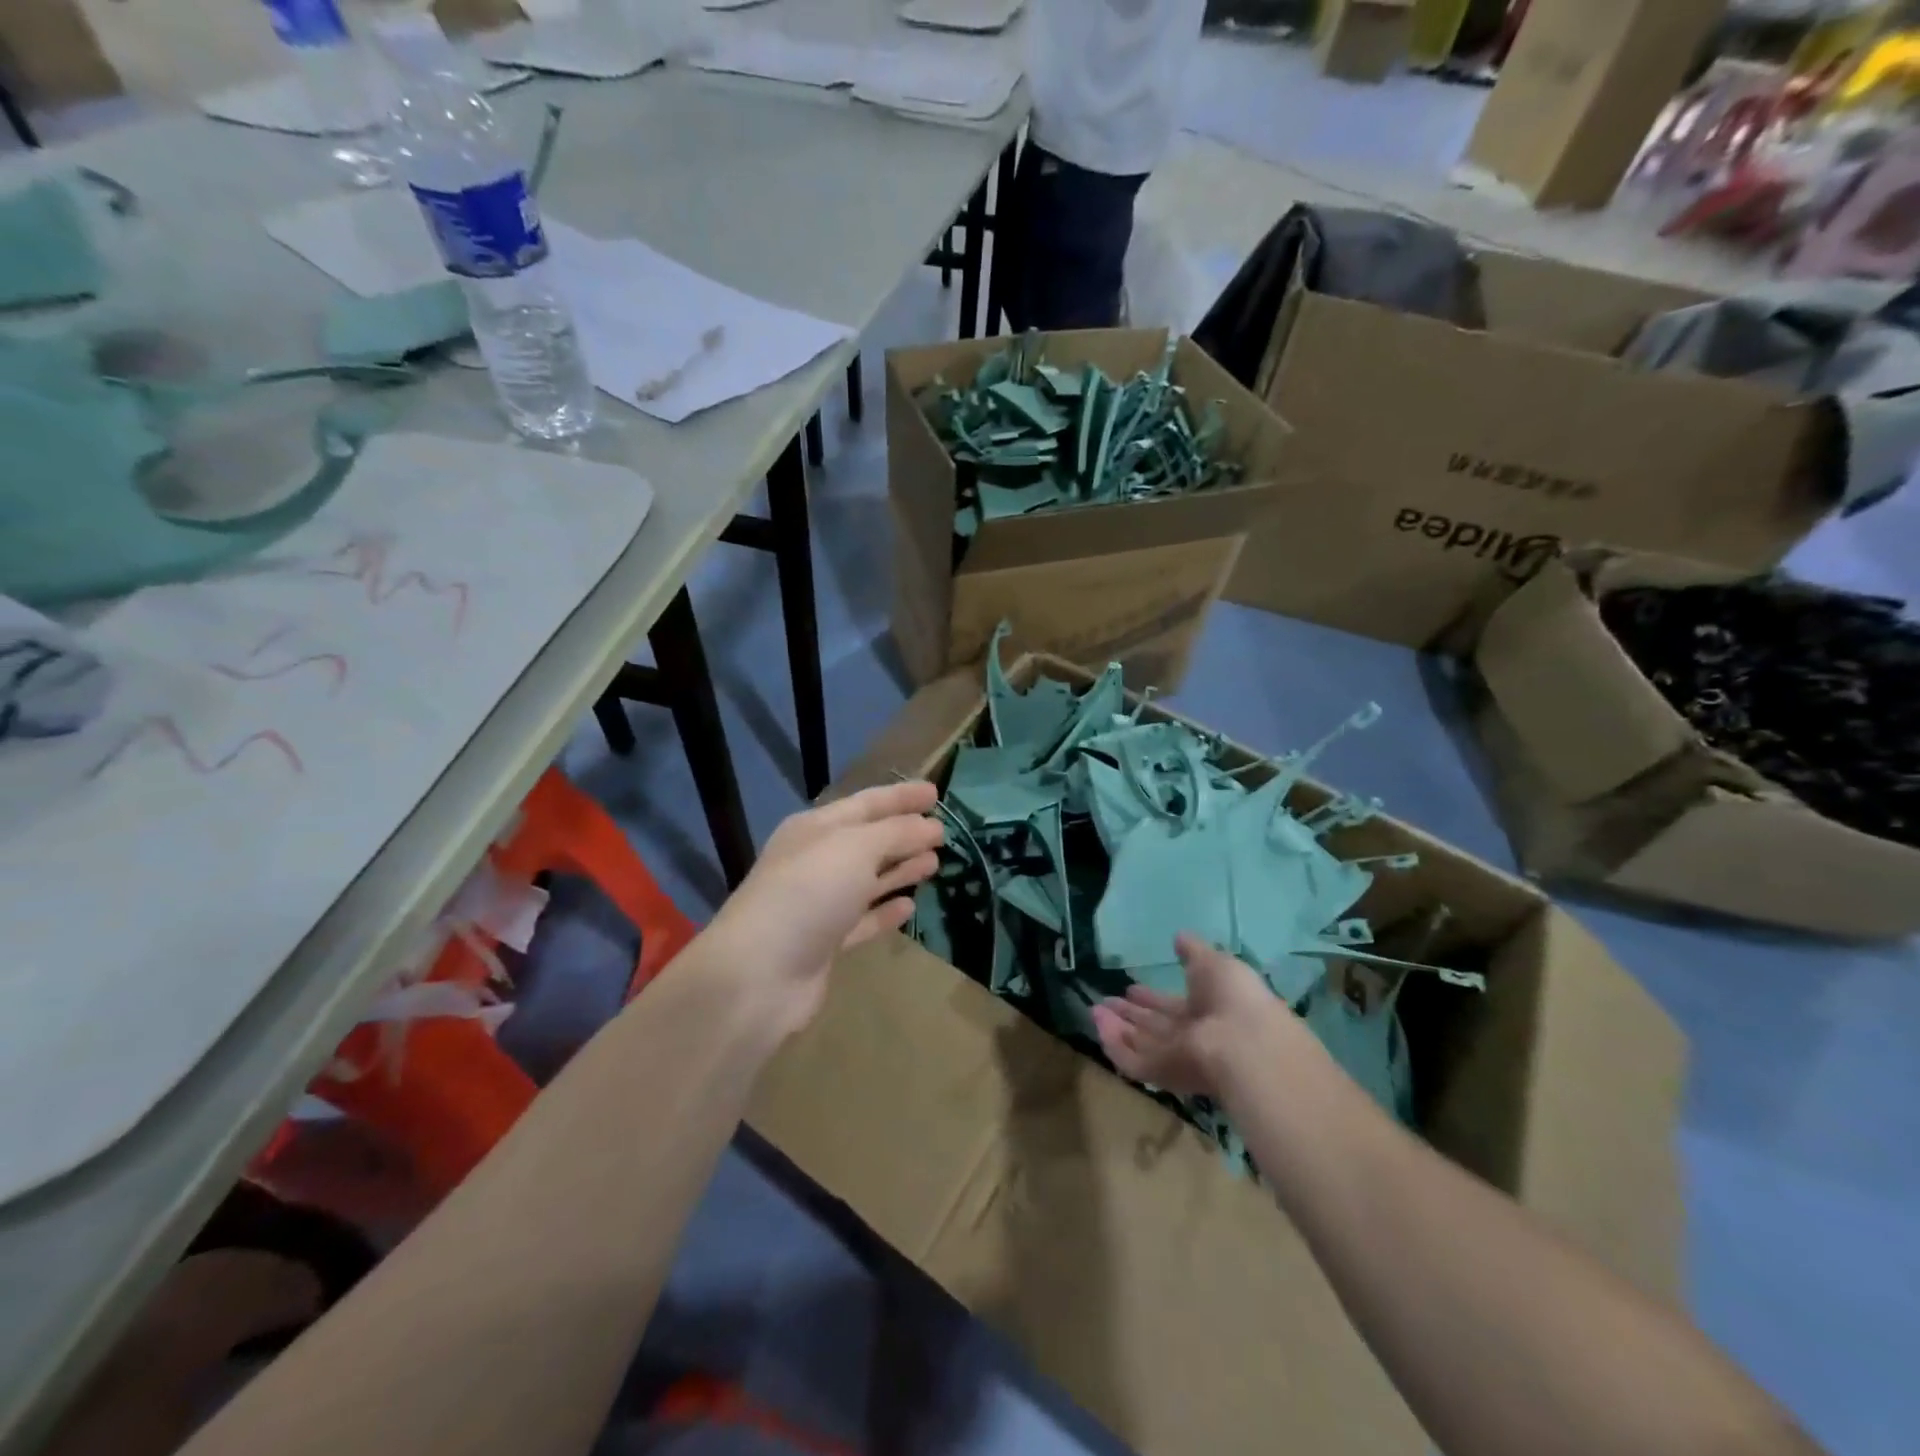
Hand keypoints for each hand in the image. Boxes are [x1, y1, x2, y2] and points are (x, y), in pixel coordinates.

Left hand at [703, 781, 944, 1042]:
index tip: (936, 792)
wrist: (759, 972)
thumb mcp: (856, 848)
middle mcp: (816, 861)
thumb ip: (897, 833)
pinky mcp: (825, 942)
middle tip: (943, 831)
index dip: (901, 796)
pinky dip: (885, 911)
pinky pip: (863, 919)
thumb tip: (930, 827)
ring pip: (868, 879)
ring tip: (935, 862)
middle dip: (904, 833)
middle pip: (868, 840)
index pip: (867, 803)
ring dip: (900, 869)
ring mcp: (819, 903)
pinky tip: (910, 906)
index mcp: (816, 828)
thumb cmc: (809, 892)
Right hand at [1091, 933, 1284, 1097]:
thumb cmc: (1232, 997)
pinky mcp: (1161, 1073)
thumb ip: (1193, 951)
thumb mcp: (1214, 962)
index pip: (1173, 1007)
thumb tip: (1178, 937)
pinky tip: (1097, 1025)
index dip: (1152, 998)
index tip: (1131, 988)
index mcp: (1206, 1011)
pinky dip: (1113, 1045)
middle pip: (1154, 1027)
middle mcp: (1190, 1037)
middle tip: (1106, 1001)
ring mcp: (1175, 1057)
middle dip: (1131, 1014)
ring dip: (1117, 1028)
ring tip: (1094, 1010)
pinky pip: (1131, 1060)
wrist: (1243, 1044)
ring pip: (1140, 1043)